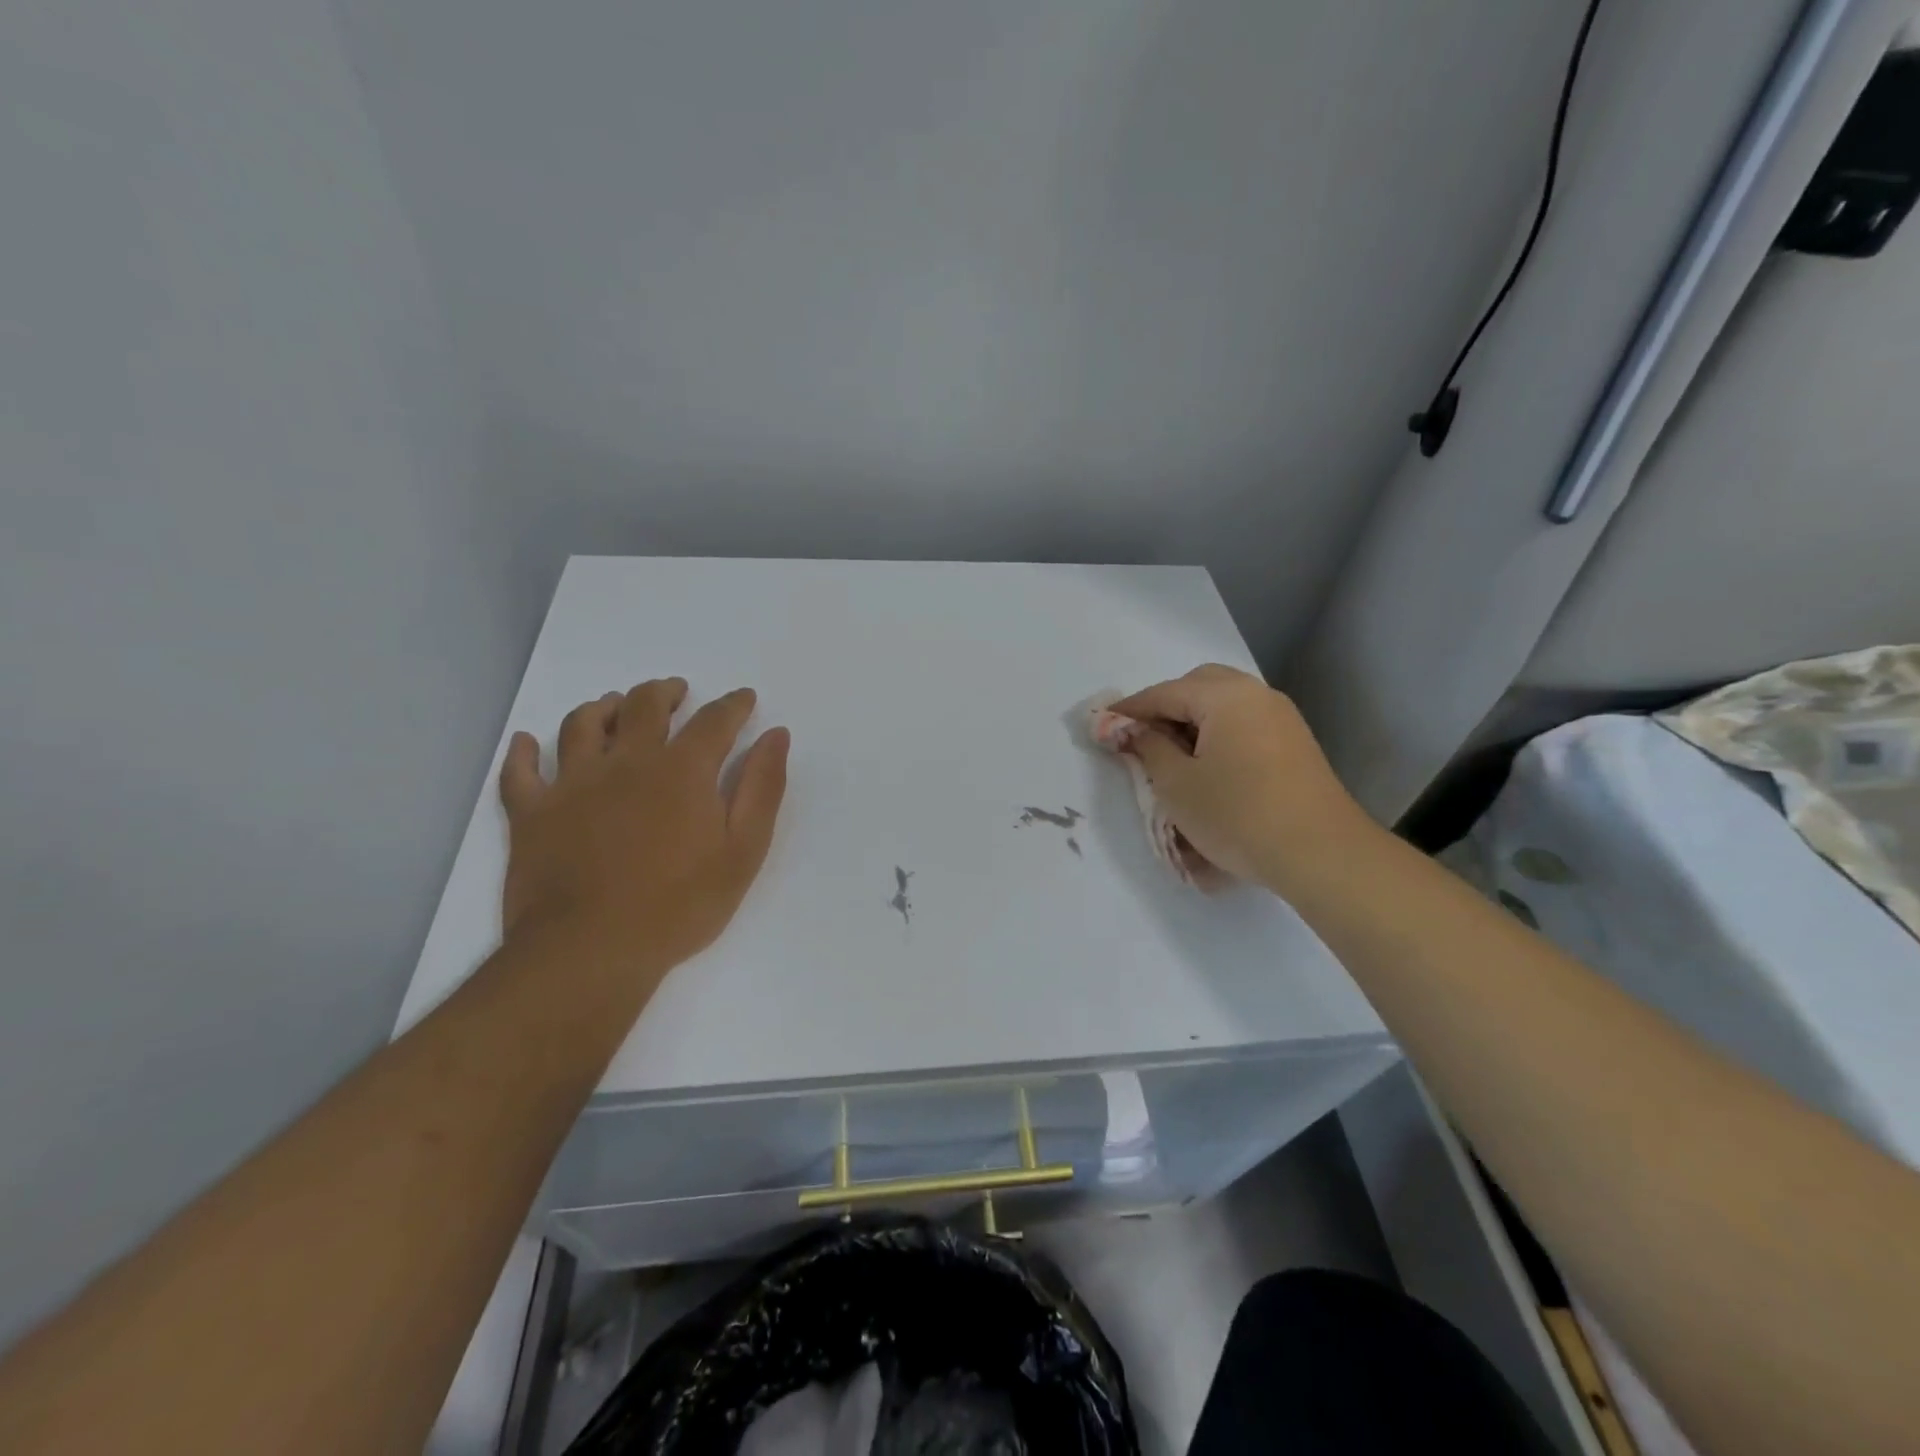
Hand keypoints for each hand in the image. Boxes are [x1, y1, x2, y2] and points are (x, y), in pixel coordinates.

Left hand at [497, 680, 789, 979]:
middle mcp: (626, 762)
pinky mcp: (531, 814)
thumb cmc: (679, 905)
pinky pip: (520, 772)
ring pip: (582, 725)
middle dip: (665, 692)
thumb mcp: (743, 851)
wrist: (591, 950)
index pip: (714, 721)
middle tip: (676, 692)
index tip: (744, 698)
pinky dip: (523, 752)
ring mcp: (572, 784)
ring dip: (602, 708)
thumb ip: (761, 788)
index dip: (733, 705)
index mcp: (682, 770)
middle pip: (644, 706)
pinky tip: (528, 743)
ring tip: (614, 706)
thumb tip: (776, 735)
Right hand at [1111, 664, 1369, 889]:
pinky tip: (1208, 766)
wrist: (1320, 853)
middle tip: (1141, 738)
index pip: (1163, 693)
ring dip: (1193, 721)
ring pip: (1225, 704)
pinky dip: (1219, 734)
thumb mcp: (1176, 784)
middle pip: (1199, 686)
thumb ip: (1147, 748)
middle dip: (1165, 707)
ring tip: (1172, 756)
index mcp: (1224, 696)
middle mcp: (1256, 695)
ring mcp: (1281, 718)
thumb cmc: (1237, 814)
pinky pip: (1245, 724)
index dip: (1128, 710)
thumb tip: (1130, 730)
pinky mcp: (1295, 744)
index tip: (1100, 725)